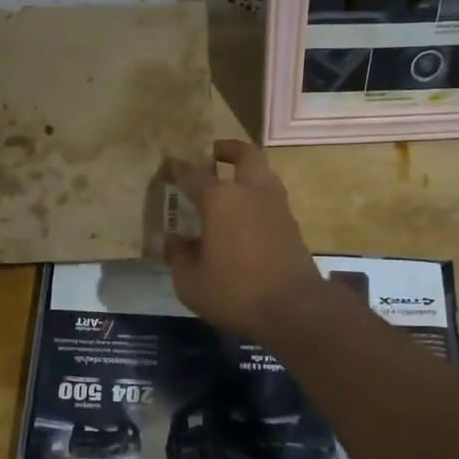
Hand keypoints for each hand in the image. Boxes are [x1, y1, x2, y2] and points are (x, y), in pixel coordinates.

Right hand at [165, 139, 328, 342]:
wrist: (295, 308)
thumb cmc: (235, 291)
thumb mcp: (191, 281)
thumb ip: (177, 255)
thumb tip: (163, 239)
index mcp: (221, 200)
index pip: (194, 175)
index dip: (179, 169)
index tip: (170, 163)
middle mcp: (252, 193)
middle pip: (246, 155)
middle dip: (229, 150)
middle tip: (214, 154)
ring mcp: (277, 208)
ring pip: (264, 175)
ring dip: (248, 173)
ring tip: (231, 186)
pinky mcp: (292, 226)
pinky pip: (271, 199)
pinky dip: (257, 198)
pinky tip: (245, 217)